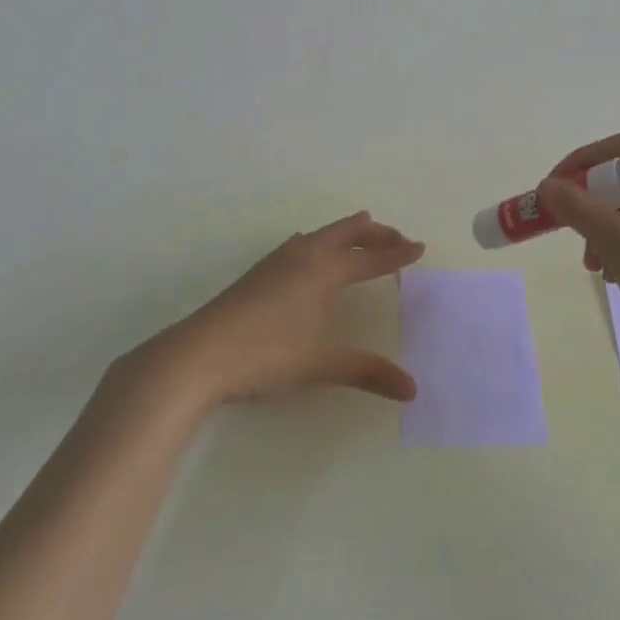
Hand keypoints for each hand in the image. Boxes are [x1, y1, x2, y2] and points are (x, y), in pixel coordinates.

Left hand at [154, 212, 424, 406]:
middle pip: (347, 233)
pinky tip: (307, 251)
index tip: (420, 247)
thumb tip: (412, 390)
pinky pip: (300, 244)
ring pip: (321, 234)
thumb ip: (369, 372)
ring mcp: (277, 261)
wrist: (199, 354)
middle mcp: (304, 255)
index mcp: (325, 270)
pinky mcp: (258, 273)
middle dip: (375, 233)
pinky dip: (319, 241)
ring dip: (346, 232)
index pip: (371, 258)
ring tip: (360, 229)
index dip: (397, 254)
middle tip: (397, 237)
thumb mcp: (322, 364)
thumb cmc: (267, 353)